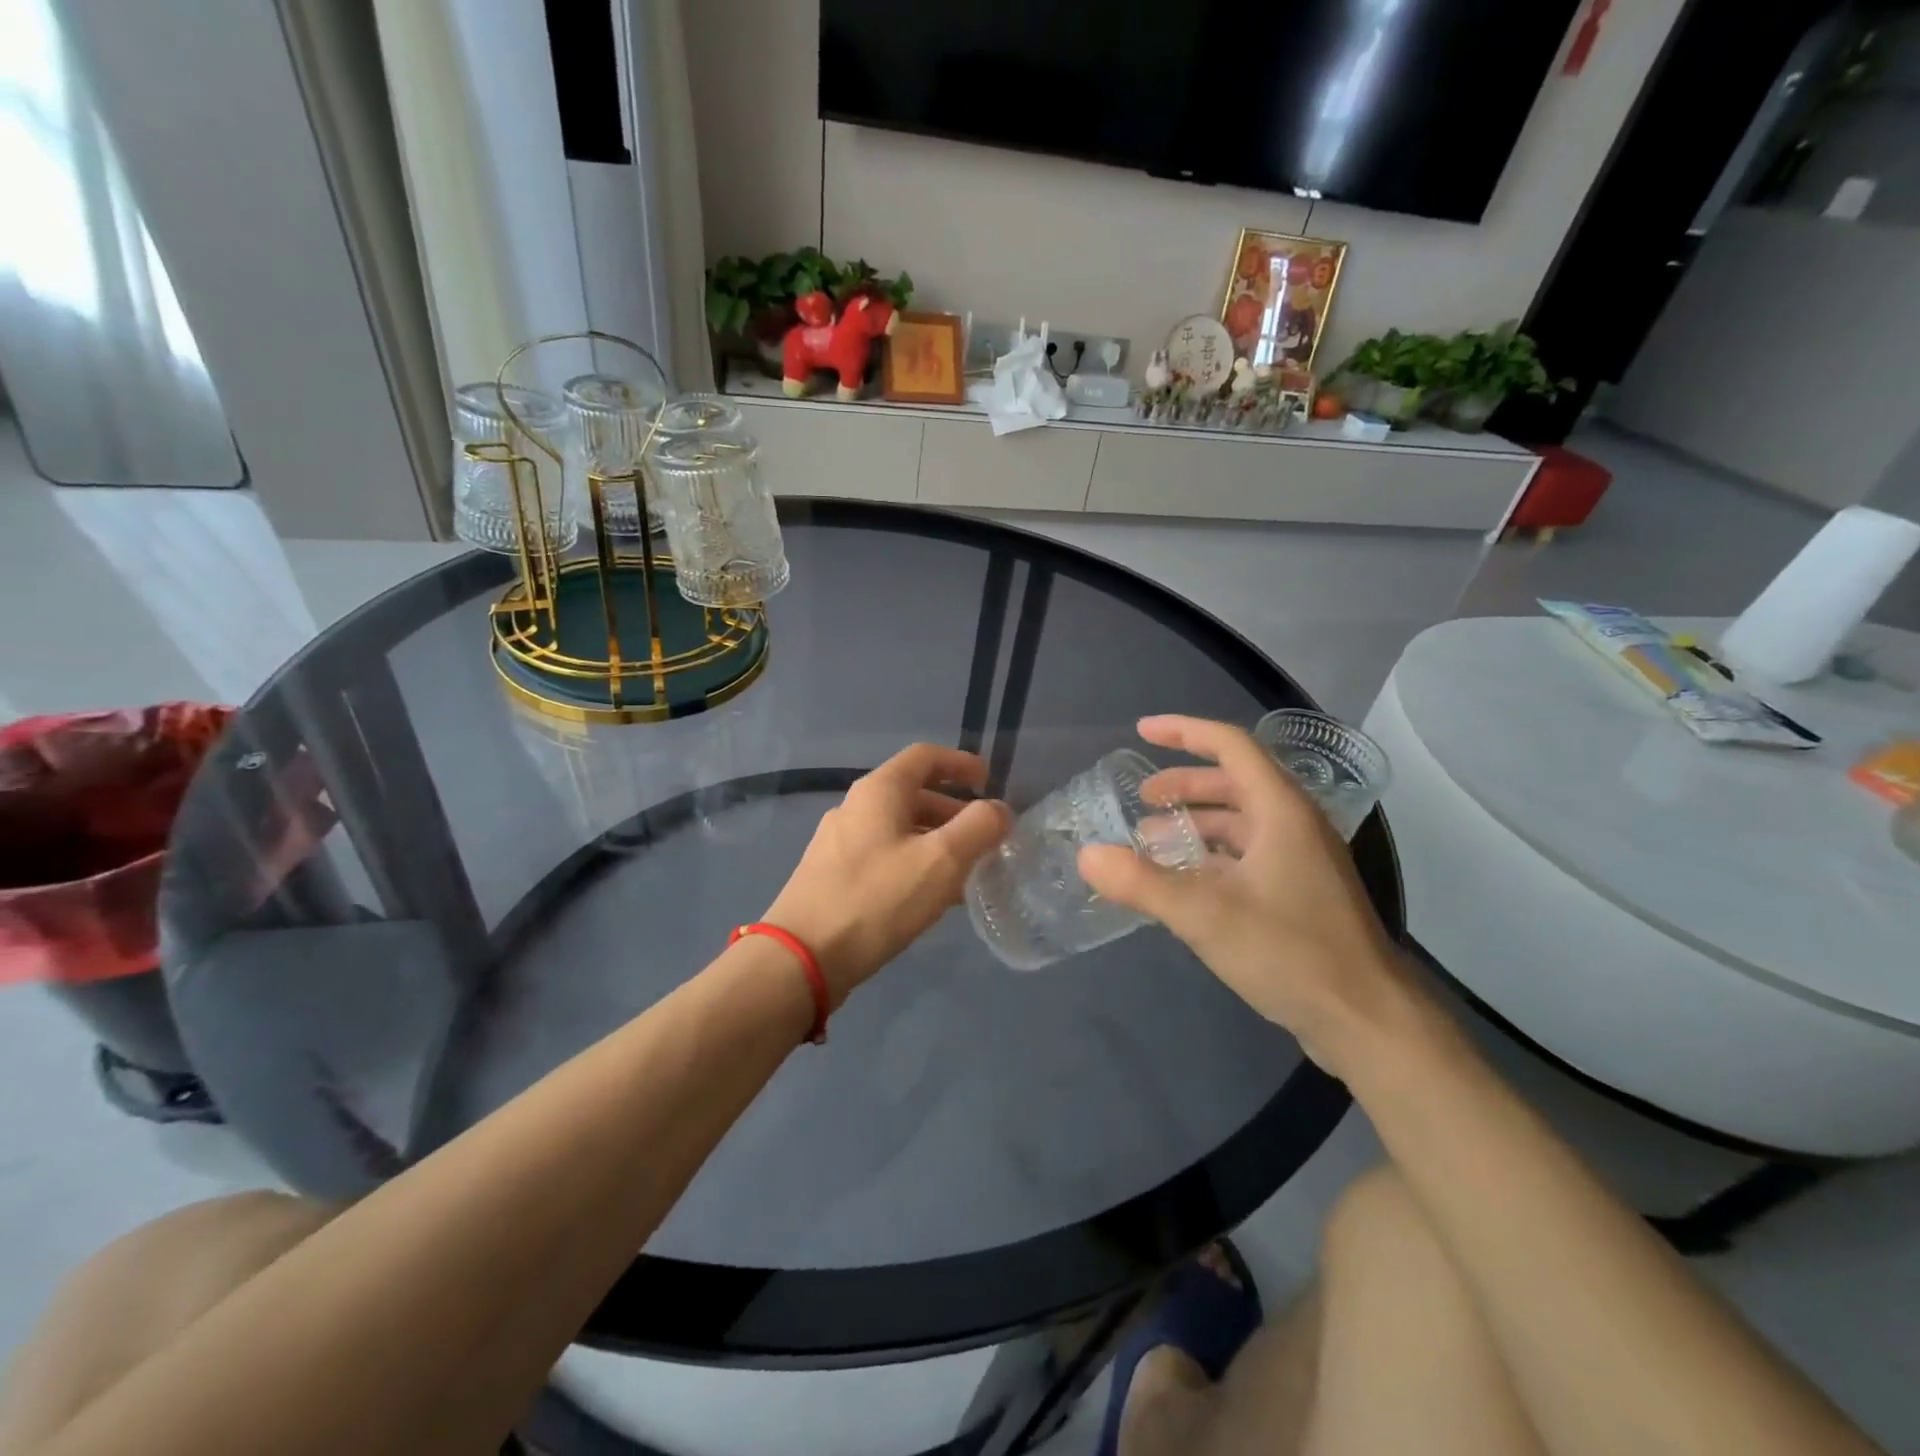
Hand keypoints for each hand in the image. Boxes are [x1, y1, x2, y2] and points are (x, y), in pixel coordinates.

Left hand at [762, 745, 1010, 1003]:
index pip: (925, 757)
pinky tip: (930, 897)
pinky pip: (883, 856)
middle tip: (985, 837)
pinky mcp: (831, 876)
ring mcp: (838, 843)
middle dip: (953, 811)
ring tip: (966, 872)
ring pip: (899, 829)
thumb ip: (978, 828)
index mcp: (878, 791)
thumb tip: (998, 810)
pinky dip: (914, 863)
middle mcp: (854, 808)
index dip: (960, 763)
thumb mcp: (940, 861)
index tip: (989, 782)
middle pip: (912, 794)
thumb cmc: (876, 899)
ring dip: (936, 841)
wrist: (801, 957)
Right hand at [1077, 715, 1436, 1076]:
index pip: (1231, 746)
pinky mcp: (1301, 894)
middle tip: (1141, 799)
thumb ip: (1142, 883)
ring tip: (1151, 842)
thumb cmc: (1289, 952)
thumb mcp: (1204, 914)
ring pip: (1241, 822)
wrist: (1366, 1019)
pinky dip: (1211, 856)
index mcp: (1281, 810)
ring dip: (1195, 823)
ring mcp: (1302, 861)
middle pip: (1234, 782)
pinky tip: (1184, 881)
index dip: (1184, 731)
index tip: (1141, 731)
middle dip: (1183, 785)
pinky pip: (1248, 855)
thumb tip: (1087, 856)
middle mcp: (1295, 825)